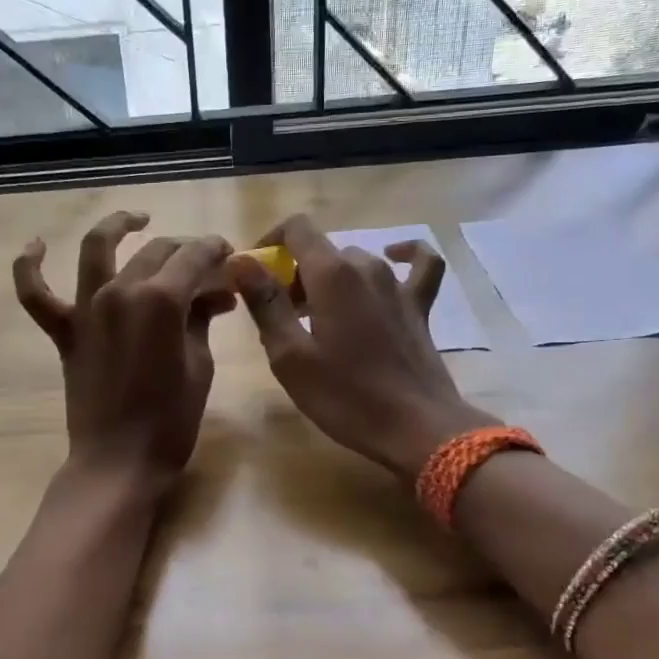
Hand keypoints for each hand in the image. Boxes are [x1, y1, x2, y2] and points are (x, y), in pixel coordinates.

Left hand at [14, 211, 233, 495]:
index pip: (194, 257)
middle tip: (206, 265)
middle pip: (156, 251)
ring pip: (97, 249)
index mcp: (162, 300)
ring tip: (136, 218)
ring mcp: (87, 309)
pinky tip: (37, 245)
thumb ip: (202, 319)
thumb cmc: (171, 420)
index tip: (230, 256)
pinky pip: (36, 294)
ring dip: (117, 225)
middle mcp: (120, 291)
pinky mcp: (65, 332)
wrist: (119, 462)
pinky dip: (30, 266)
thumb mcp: (199, 365)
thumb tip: (215, 293)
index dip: (216, 251)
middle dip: (186, 250)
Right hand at [229, 215, 496, 478]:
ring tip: (316, 317)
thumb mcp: (290, 356)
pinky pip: (418, 264)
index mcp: (332, 274)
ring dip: (329, 280)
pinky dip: (404, 255)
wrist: (416, 428)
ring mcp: (398, 285)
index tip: (256, 274)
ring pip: (355, 263)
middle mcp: (366, 267)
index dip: (271, 243)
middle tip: (281, 317)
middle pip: (322, 252)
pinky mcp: (419, 306)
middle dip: (295, 275)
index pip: (296, 229)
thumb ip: (265, 303)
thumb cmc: (345, 396)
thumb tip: (239, 261)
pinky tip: (393, 256)